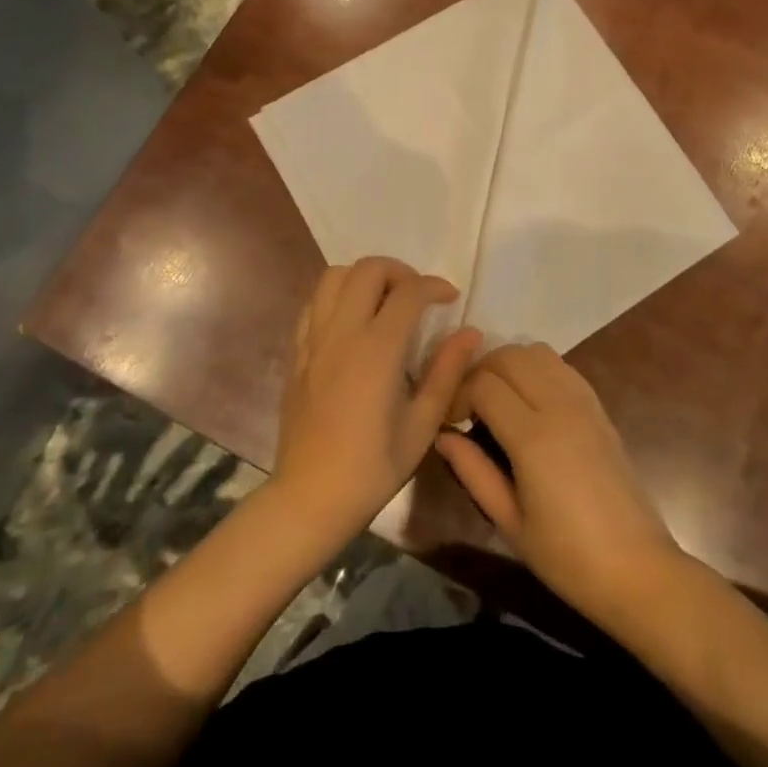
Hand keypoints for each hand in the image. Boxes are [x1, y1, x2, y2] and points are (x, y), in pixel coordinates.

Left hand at [270, 257, 481, 549]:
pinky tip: (353, 321)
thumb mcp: (423, 425)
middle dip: (399, 271)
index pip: (409, 291)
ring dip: (364, 277)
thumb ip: (447, 372)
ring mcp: (314, 339)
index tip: (450, 298)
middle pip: (368, 269)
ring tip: (384, 301)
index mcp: (377, 349)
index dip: (434, 285)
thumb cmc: (373, 467)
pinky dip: (337, 296)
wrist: (310, 497)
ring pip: (334, 276)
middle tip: (417, 296)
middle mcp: (343, 332)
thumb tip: (471, 333)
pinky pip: (314, 303)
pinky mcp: (297, 352)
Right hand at [435, 343, 679, 626]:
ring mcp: (584, 401)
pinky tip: (529, 403)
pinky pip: (560, 366)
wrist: (636, 567)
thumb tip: (443, 435)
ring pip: (536, 351)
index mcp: (534, 436)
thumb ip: (473, 471)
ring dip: (509, 365)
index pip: (484, 384)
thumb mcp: (509, 522)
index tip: (451, 422)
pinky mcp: (599, 406)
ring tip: (497, 400)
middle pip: (509, 355)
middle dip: (480, 371)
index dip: (458, 394)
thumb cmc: (567, 556)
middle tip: (468, 407)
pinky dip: (536, 369)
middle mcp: (559, 405)